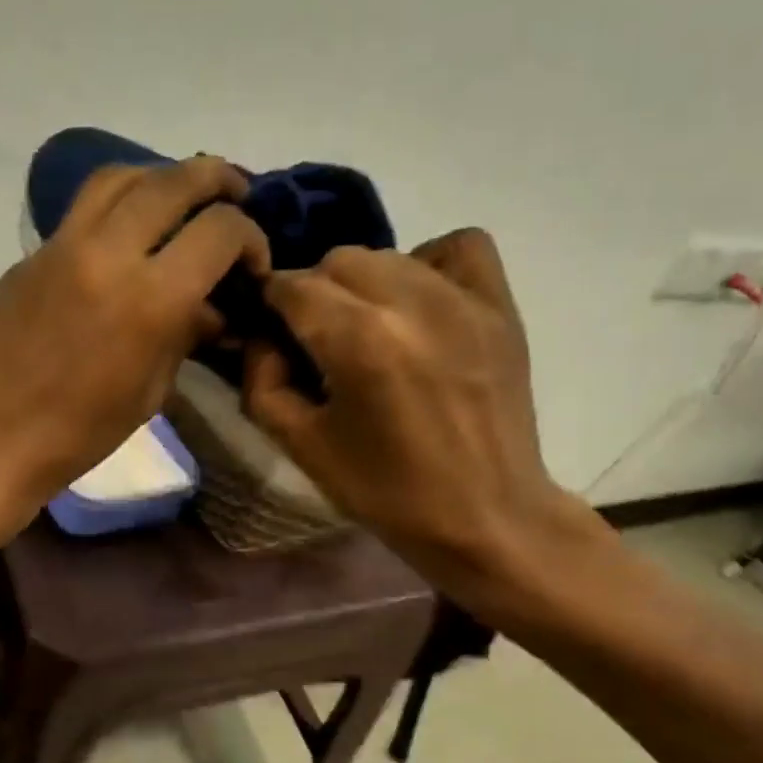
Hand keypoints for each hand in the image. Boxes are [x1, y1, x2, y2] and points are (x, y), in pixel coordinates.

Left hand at [0, 156, 267, 517]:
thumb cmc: (78, 433)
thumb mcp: (149, 393)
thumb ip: (184, 338)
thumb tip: (210, 311)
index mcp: (151, 298)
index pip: (220, 230)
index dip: (250, 237)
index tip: (252, 263)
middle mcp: (110, 252)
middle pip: (174, 181)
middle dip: (215, 180)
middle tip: (235, 193)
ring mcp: (64, 245)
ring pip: (121, 176)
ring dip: (162, 176)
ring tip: (181, 195)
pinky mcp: (34, 252)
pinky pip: (85, 206)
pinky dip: (120, 201)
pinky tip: (130, 229)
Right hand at [243, 229, 608, 611]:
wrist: (484, 516)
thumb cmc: (386, 491)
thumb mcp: (302, 446)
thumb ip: (262, 382)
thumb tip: (263, 338)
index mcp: (357, 340)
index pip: (292, 286)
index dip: (271, 305)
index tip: (274, 332)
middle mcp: (409, 302)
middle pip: (337, 261)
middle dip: (315, 294)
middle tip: (321, 341)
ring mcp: (462, 298)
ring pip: (389, 254)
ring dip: (364, 285)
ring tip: (370, 330)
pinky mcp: (499, 305)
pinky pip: (458, 246)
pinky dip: (429, 262)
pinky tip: (420, 302)